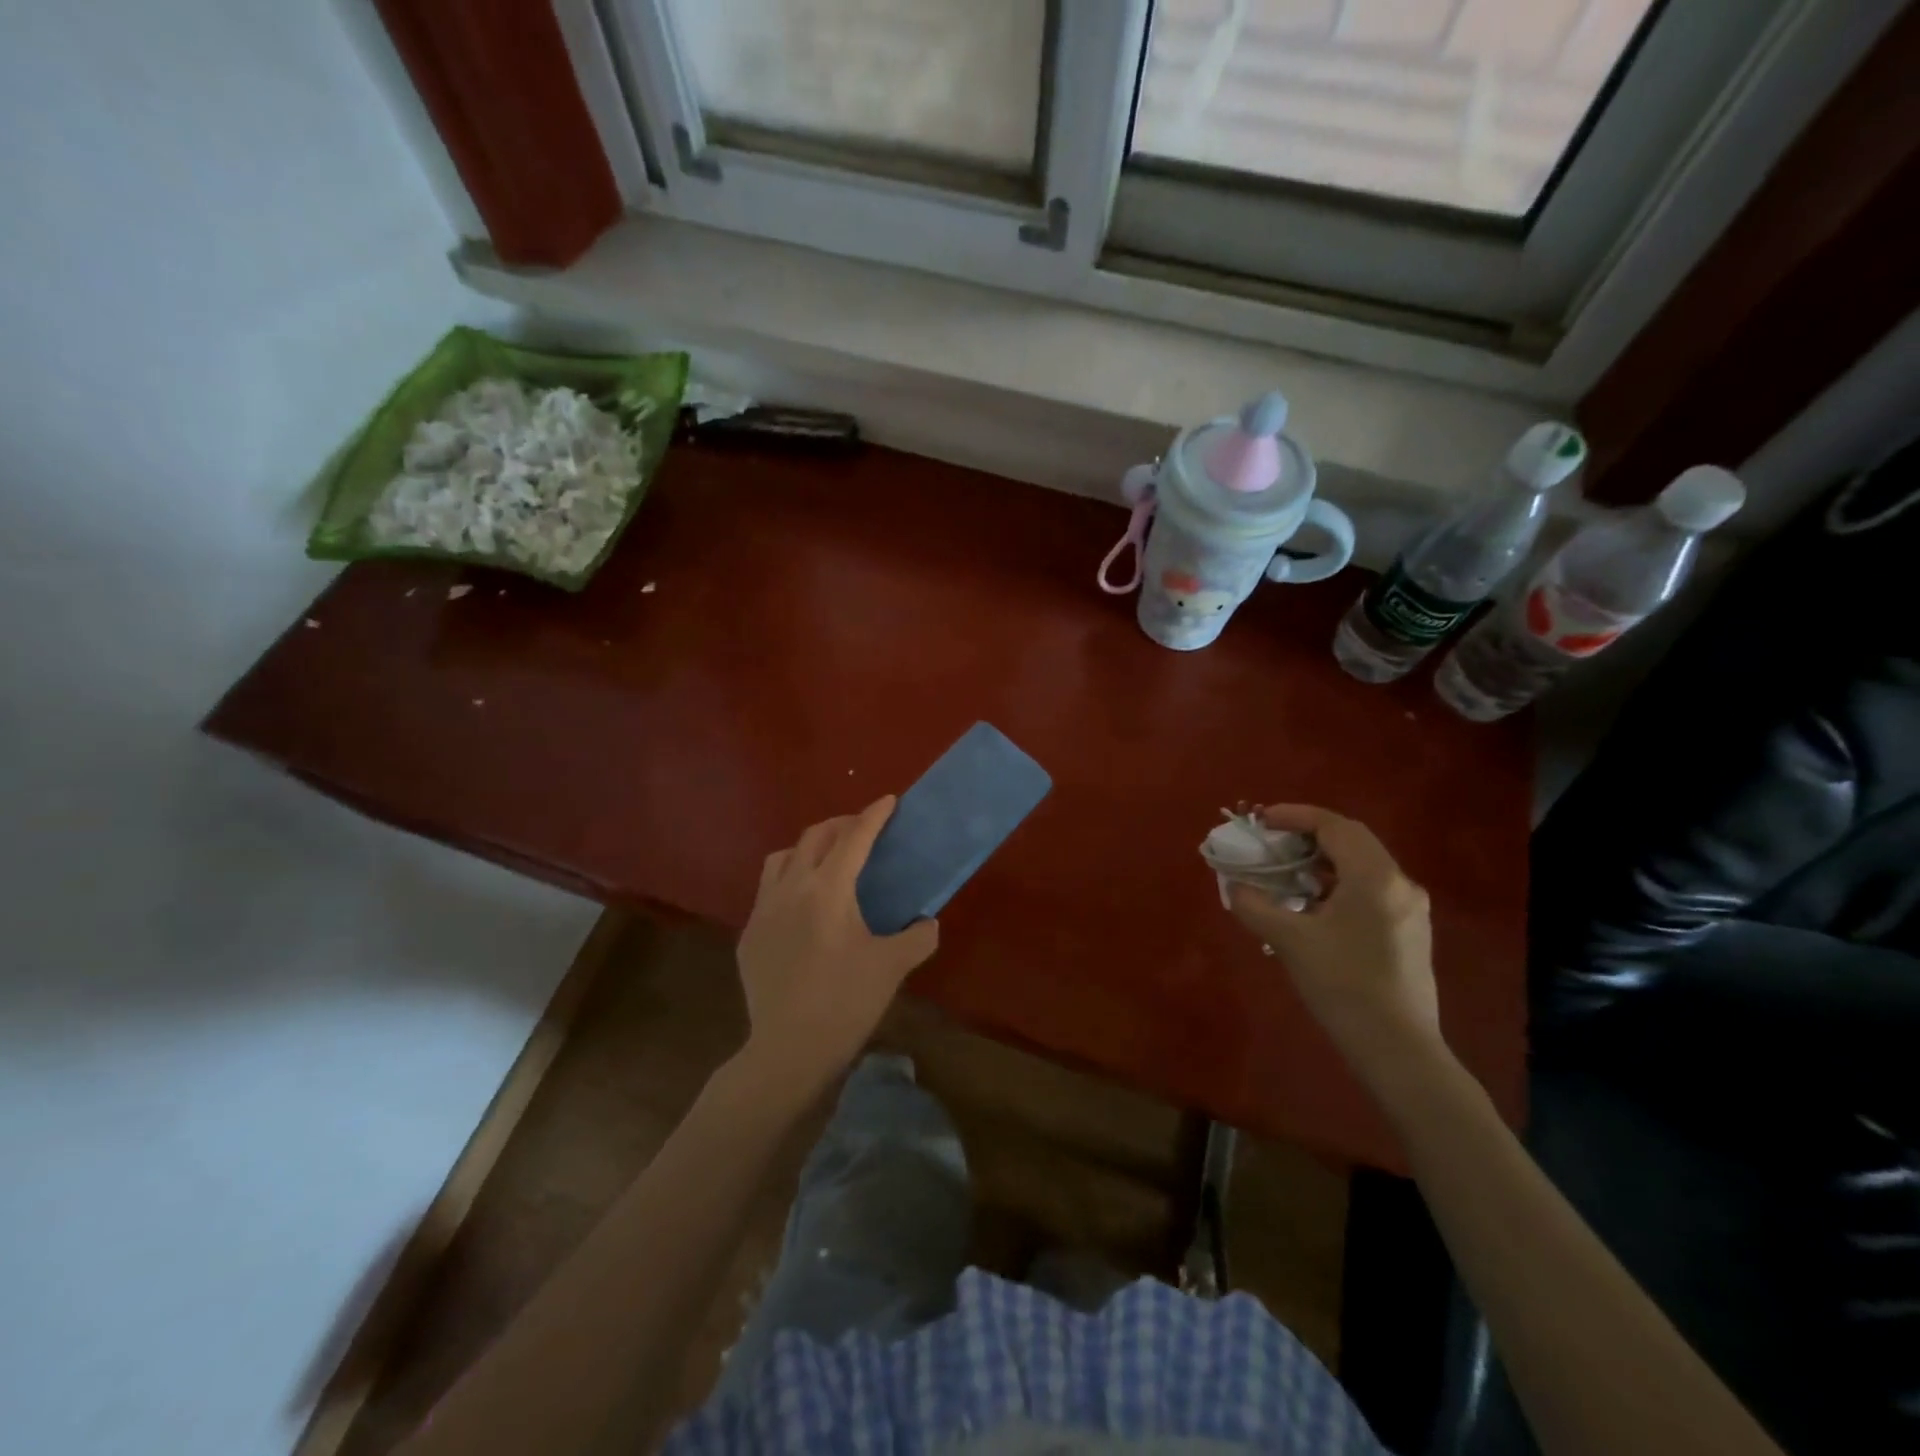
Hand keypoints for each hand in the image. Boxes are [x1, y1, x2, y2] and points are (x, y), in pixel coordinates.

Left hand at [736, 797, 938, 1091]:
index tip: (888, 801)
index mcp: (828, 890)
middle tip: (863, 831)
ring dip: (808, 848)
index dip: (873, 816)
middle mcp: (790, 888)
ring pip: (782, 857)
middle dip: (841, 825)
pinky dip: (789, 881)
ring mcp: (763, 910)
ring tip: (827, 862)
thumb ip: (918, 937)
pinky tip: (802, 907)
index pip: (854, 839)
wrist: (788, 1050)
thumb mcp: (892, 967)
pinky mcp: (748, 934)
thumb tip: (928, 922)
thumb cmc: (845, 1002)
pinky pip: (768, 890)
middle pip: (814, 837)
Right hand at [1225, 804, 1441, 1078]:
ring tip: (1286, 875)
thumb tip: (1235, 886)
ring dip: (1322, 861)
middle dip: (1307, 835)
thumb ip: (1255, 905)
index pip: (1333, 826)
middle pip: (1350, 840)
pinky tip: (1313, 908)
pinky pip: (1370, 890)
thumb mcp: (1288, 941)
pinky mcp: (1409, 932)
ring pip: (1362, 865)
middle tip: (1271, 844)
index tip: (1260, 820)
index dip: (1294, 816)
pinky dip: (1337, 884)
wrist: (1398, 1049)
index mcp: (1374, 877)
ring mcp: (1410, 909)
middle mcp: (1399, 883)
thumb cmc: (1342, 986)